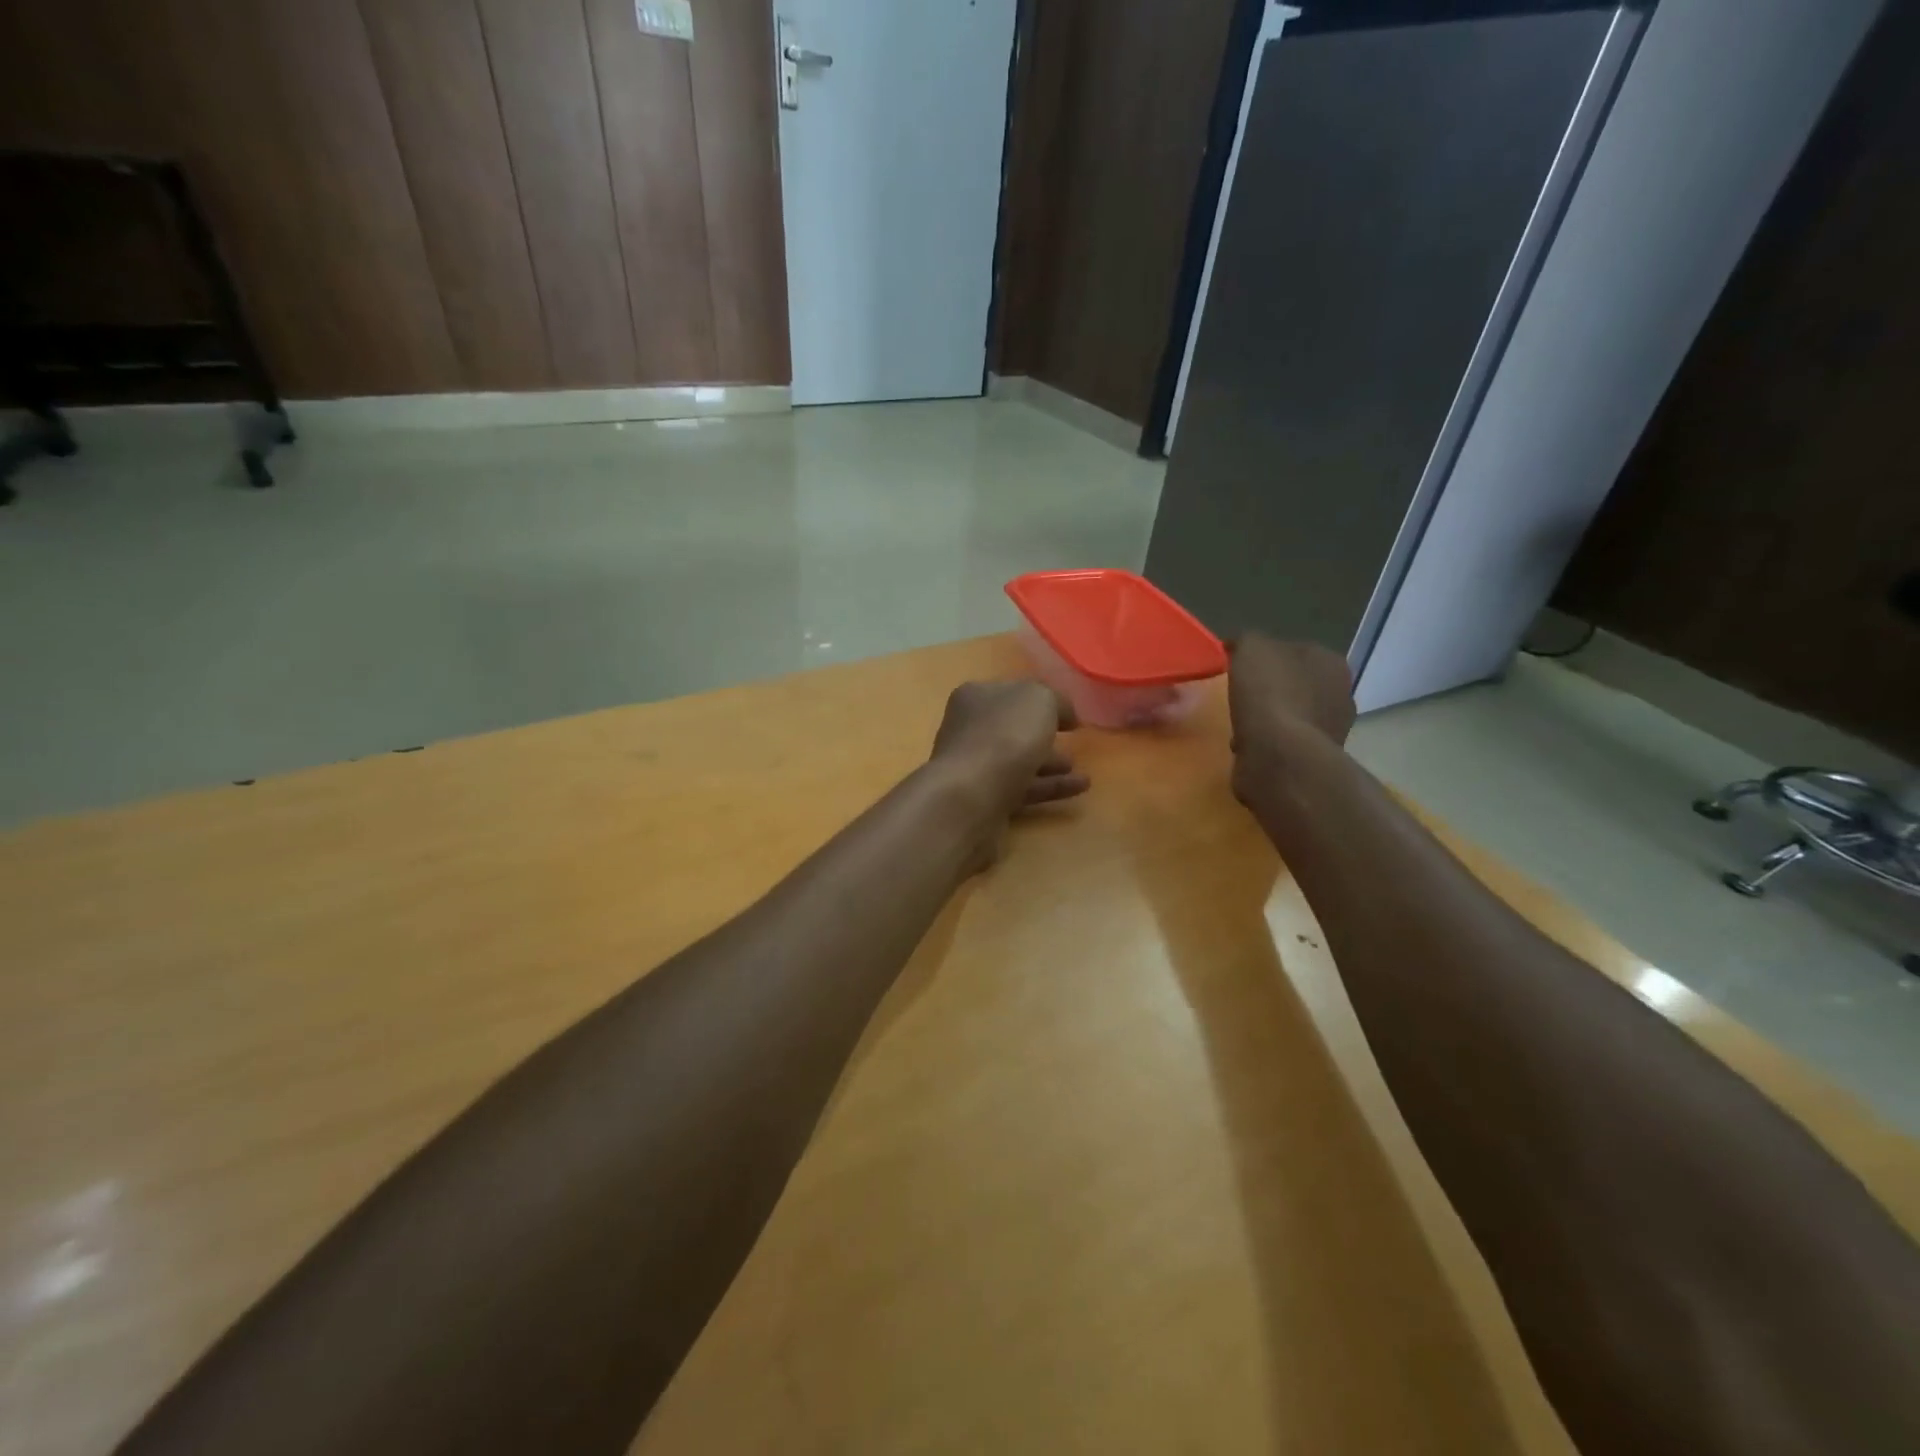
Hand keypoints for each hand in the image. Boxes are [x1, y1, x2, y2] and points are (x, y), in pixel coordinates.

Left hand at [929, 681, 1087, 829]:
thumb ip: (1056, 701)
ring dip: (1050, 764)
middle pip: (1013, 729)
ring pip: (1019, 761)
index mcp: (976, 697)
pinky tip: (1079, 789)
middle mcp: (970, 729)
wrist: (971, 796)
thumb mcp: (1040, 700)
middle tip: (1074, 742)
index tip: (1069, 715)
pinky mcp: (984, 799)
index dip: (1042, 701)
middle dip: (1044, 735)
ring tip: (1081, 770)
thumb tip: (1064, 715)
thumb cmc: (1004, 736)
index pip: (1012, 693)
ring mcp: (975, 767)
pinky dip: (1049, 787)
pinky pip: (1023, 788)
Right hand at [1227, 634, 1354, 803]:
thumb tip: (1240, 646)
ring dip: (1270, 719)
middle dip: (1272, 689)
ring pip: (1292, 715)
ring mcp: (1331, 730)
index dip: (1266, 656)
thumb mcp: (1251, 648)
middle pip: (1297, 684)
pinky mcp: (1314, 760)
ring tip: (1242, 723)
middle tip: (1241, 694)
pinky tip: (1247, 745)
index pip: (1295, 650)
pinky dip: (1267, 743)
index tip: (1239, 665)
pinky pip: (1285, 743)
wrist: (1278, 756)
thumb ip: (1247, 640)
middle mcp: (1340, 694)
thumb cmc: (1268, 694)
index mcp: (1330, 662)